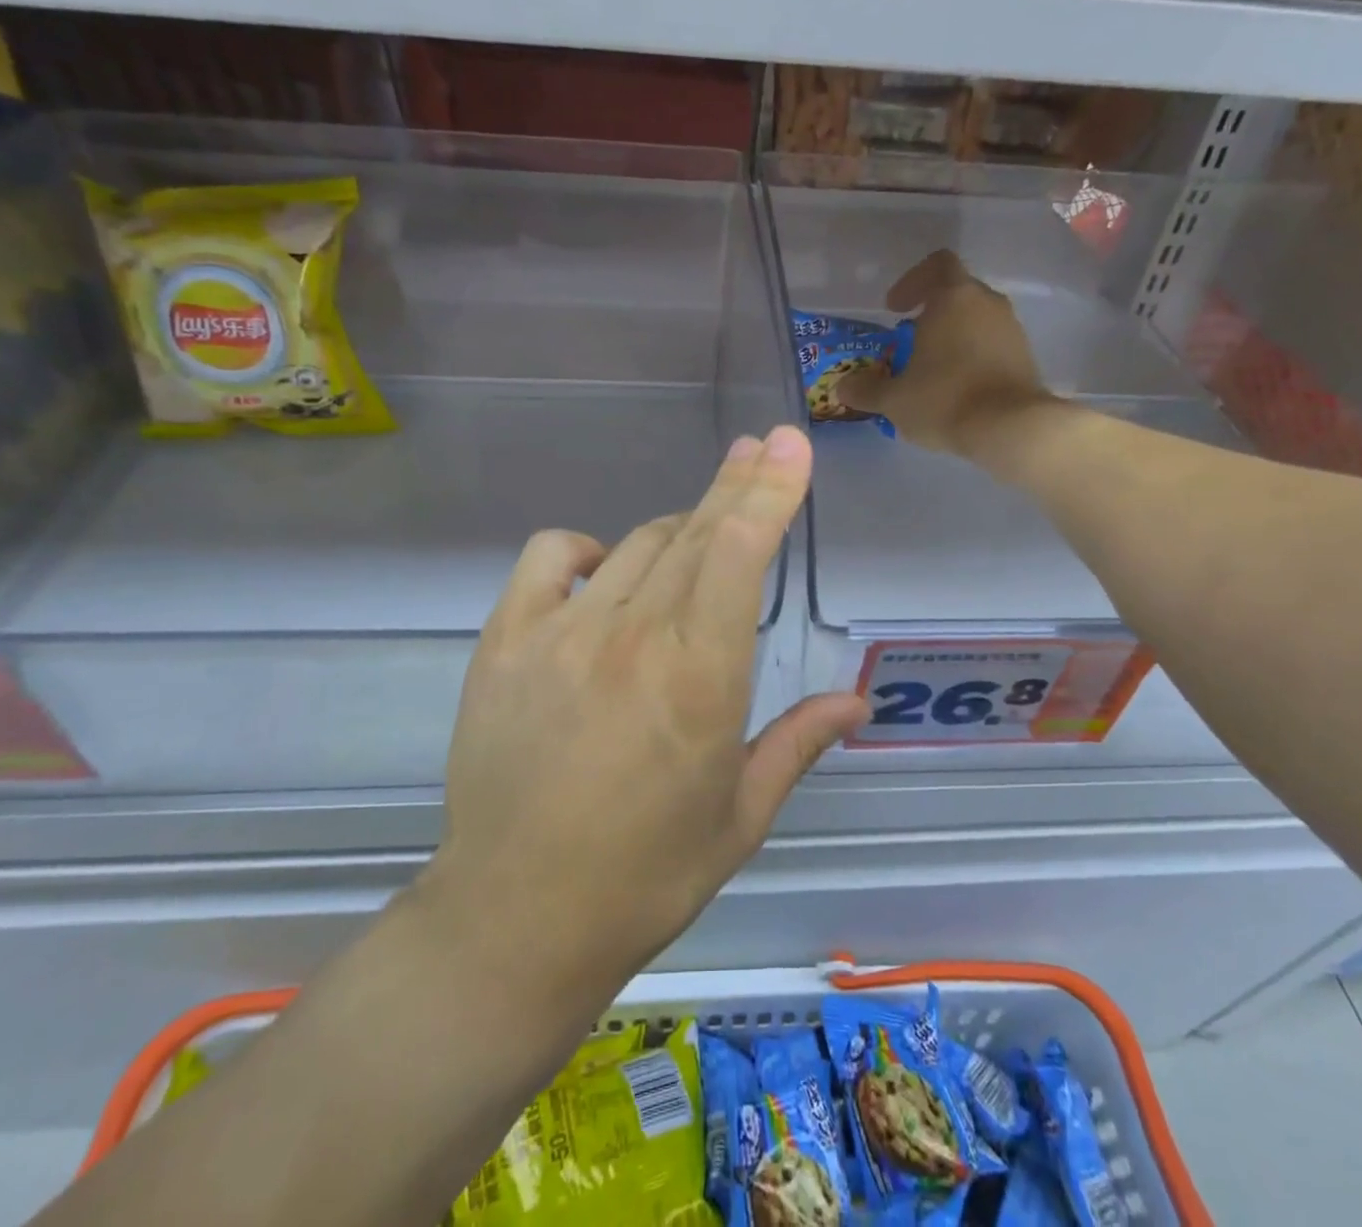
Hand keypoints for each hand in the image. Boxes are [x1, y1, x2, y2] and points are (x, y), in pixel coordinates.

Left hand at [422, 425, 868, 1012]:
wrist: (515, 917)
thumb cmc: (646, 875)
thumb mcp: (740, 816)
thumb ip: (798, 743)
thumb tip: (855, 700)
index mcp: (700, 678)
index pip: (740, 554)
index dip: (769, 490)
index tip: (789, 445)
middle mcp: (634, 638)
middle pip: (694, 532)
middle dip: (737, 485)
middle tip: (761, 448)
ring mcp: (562, 633)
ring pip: (635, 544)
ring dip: (678, 531)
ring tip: (699, 539)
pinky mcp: (505, 642)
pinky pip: (551, 556)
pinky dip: (585, 551)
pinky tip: (601, 573)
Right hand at [833, 249, 1054, 454]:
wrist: (1011, 428)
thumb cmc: (945, 400)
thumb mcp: (894, 400)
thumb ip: (866, 390)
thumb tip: (843, 387)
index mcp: (953, 297)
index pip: (936, 265)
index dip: (912, 282)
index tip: (894, 310)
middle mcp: (987, 303)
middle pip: (957, 293)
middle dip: (931, 314)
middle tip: (909, 343)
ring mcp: (1011, 328)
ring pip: (976, 320)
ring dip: (953, 337)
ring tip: (932, 370)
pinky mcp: (1025, 356)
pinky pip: (992, 345)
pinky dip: (973, 357)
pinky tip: (958, 388)